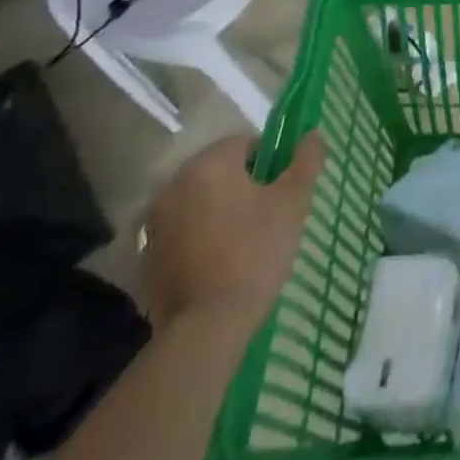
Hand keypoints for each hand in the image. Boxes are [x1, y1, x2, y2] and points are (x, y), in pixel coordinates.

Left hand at [140, 133, 323, 332]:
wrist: (207, 326)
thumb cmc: (256, 250)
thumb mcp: (294, 200)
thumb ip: (306, 160)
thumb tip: (312, 134)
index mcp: (209, 164)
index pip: (246, 144)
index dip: (270, 163)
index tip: (281, 191)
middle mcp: (174, 185)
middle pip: (219, 171)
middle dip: (244, 186)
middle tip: (268, 215)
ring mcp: (155, 223)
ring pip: (200, 202)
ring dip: (220, 211)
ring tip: (245, 242)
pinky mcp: (147, 258)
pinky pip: (183, 233)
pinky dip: (200, 239)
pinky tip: (220, 264)